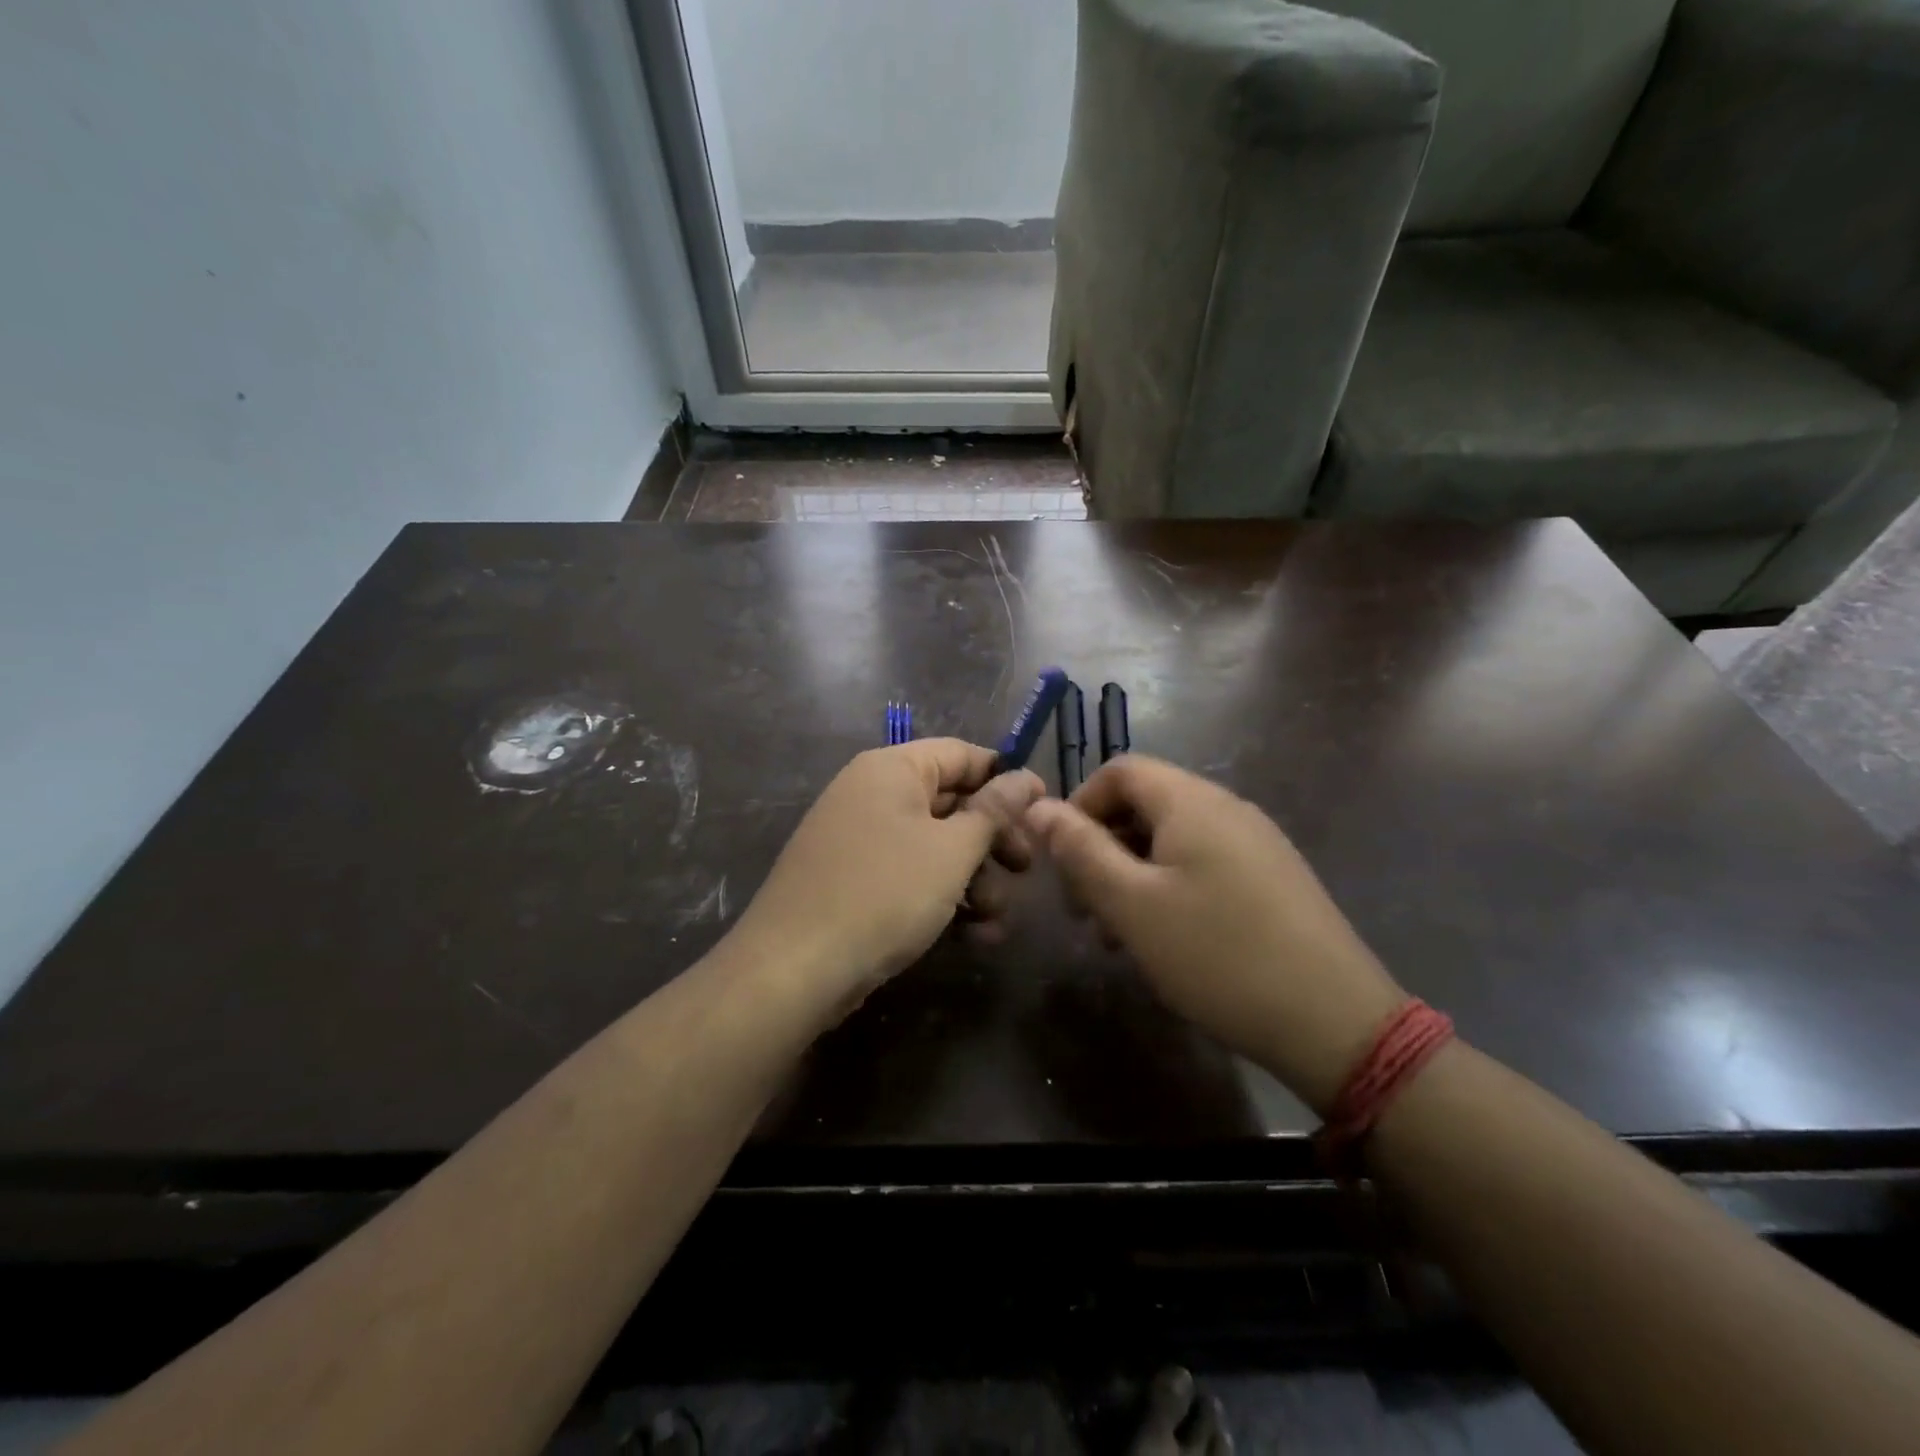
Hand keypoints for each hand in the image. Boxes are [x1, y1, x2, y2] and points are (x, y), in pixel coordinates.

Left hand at [732, 741, 1042, 1011]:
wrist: (794, 968)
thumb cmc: (884, 893)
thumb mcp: (951, 850)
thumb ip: (993, 811)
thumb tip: (1026, 777)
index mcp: (891, 769)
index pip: (961, 754)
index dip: (1005, 778)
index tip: (1043, 808)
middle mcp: (872, 794)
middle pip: (950, 802)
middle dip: (993, 840)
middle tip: (1025, 870)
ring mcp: (860, 839)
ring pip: (934, 846)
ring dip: (974, 879)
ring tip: (996, 920)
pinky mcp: (854, 881)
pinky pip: (910, 875)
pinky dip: (942, 897)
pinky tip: (973, 935)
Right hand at [1026, 756, 1406, 1113]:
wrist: (1336, 1022)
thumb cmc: (1218, 956)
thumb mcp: (1132, 905)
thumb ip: (1080, 850)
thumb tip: (1038, 806)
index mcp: (1192, 802)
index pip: (1120, 770)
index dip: (1079, 805)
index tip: (1061, 860)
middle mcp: (1227, 808)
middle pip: (1145, 805)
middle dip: (1101, 847)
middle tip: (1082, 909)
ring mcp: (1256, 843)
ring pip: (1172, 840)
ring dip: (1131, 874)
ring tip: (1116, 935)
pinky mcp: (1273, 878)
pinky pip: (1204, 864)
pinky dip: (1168, 888)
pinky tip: (1165, 940)